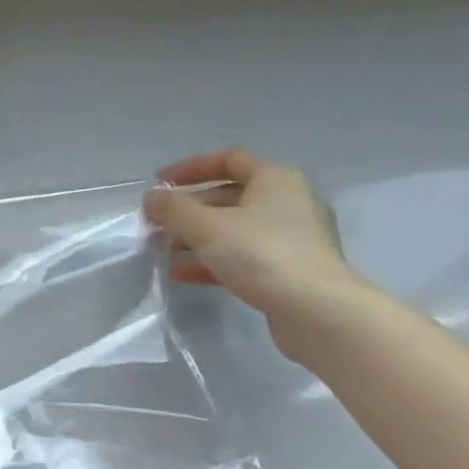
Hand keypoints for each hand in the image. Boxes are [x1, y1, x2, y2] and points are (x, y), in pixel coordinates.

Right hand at [144, 149, 364, 356]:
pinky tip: (183, 274)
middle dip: (189, 208)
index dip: (190, 168)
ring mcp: (291, 237)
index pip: (229, 160)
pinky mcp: (288, 268)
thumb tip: (153, 197)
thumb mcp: (206, 227)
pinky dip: (212, 260)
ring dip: (196, 236)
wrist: (315, 309)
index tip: (159, 183)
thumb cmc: (260, 254)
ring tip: (164, 249)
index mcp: (275, 180)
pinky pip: (242, 255)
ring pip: (233, 228)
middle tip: (157, 222)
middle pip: (229, 195)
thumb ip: (174, 208)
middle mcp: (288, 201)